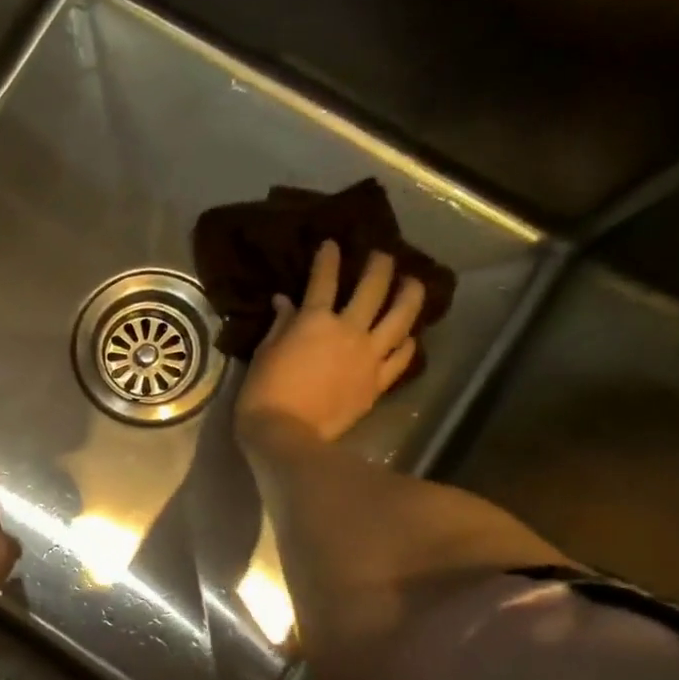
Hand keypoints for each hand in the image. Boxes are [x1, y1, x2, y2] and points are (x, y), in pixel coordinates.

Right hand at [234, 241, 425, 447]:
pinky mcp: (377, 382)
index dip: (329, 258)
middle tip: (382, 255)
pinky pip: (401, 357)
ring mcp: (369, 356)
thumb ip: (280, 325)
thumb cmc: (264, 393)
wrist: (286, 435)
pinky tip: (410, 336)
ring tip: (414, 283)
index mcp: (315, 321)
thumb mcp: (264, 354)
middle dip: (379, 265)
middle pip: (373, 288)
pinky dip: (407, 343)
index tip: (333, 244)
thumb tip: (284, 302)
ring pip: (401, 317)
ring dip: (410, 295)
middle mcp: (349, 330)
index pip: (324, 279)